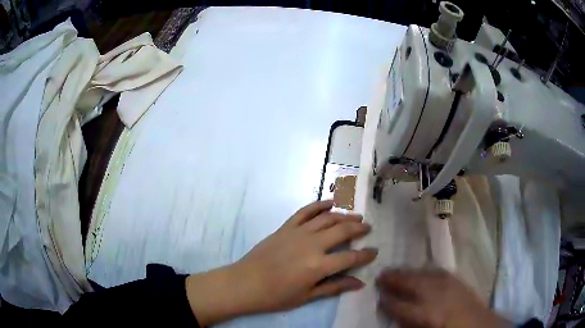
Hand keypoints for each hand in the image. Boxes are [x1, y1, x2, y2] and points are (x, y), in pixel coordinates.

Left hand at [186, 200, 376, 325]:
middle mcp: (312, 245)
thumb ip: (335, 287)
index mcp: (319, 266)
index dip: (365, 255)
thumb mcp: (307, 296)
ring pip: (327, 218)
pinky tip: (330, 202)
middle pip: (342, 230)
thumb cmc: (276, 296)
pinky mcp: (286, 227)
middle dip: (359, 228)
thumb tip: (359, 283)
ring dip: (344, 215)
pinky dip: (319, 205)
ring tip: (355, 216)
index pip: (350, 257)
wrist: (245, 283)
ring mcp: (298, 232)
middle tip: (368, 227)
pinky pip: (305, 211)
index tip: (374, 251)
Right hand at [376, 269, 510, 327]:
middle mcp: (435, 295)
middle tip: (381, 274)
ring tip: (396, 270)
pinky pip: (437, 271)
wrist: (476, 324)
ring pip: (423, 274)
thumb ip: (409, 322)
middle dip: (394, 279)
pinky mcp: (456, 279)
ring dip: (408, 272)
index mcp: (424, 313)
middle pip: (410, 284)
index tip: (378, 294)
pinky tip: (421, 270)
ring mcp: (447, 284)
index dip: (386, 300)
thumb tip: (396, 315)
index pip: (399, 305)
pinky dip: (426, 270)